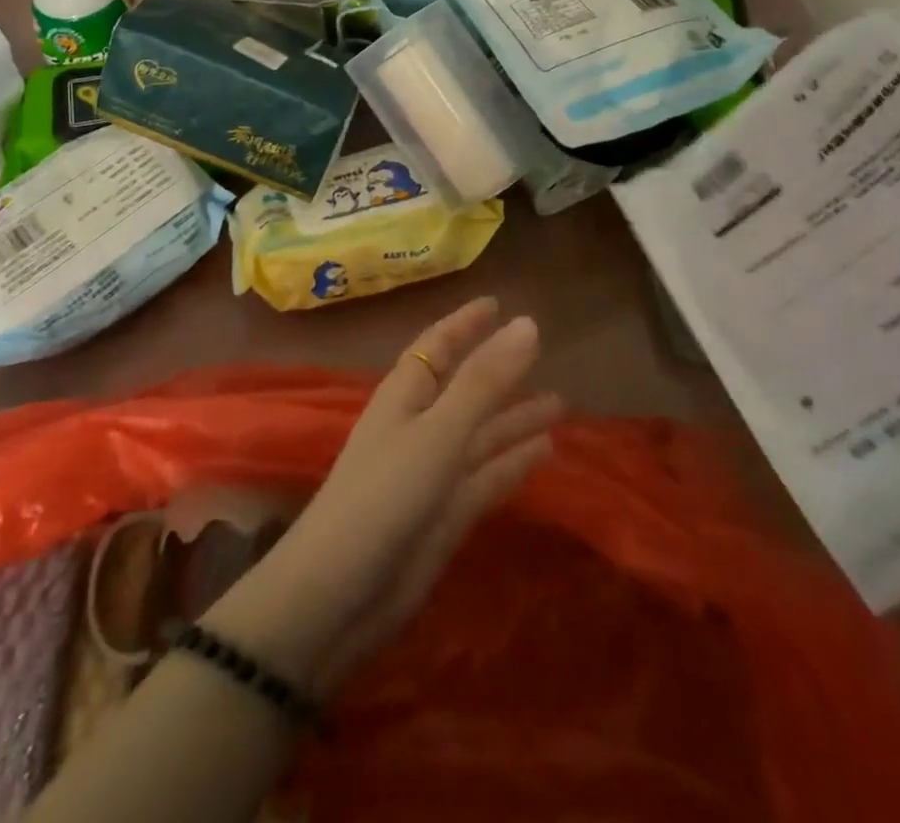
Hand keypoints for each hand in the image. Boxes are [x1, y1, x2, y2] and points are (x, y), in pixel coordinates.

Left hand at [204, 296, 560, 694]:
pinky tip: (547, 453)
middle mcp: (419, 427)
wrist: (340, 596)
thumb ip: (484, 381)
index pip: (438, 346)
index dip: (465, 323)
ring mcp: (433, 474)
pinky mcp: (446, 516)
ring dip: (516, 419)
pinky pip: (488, 478)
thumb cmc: (384, 495)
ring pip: (482, 434)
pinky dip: (515, 463)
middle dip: (500, 371)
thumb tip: (528, 323)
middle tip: (542, 352)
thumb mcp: (438, 431)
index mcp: (405, 396)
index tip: (495, 303)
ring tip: (560, 403)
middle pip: (465, 389)